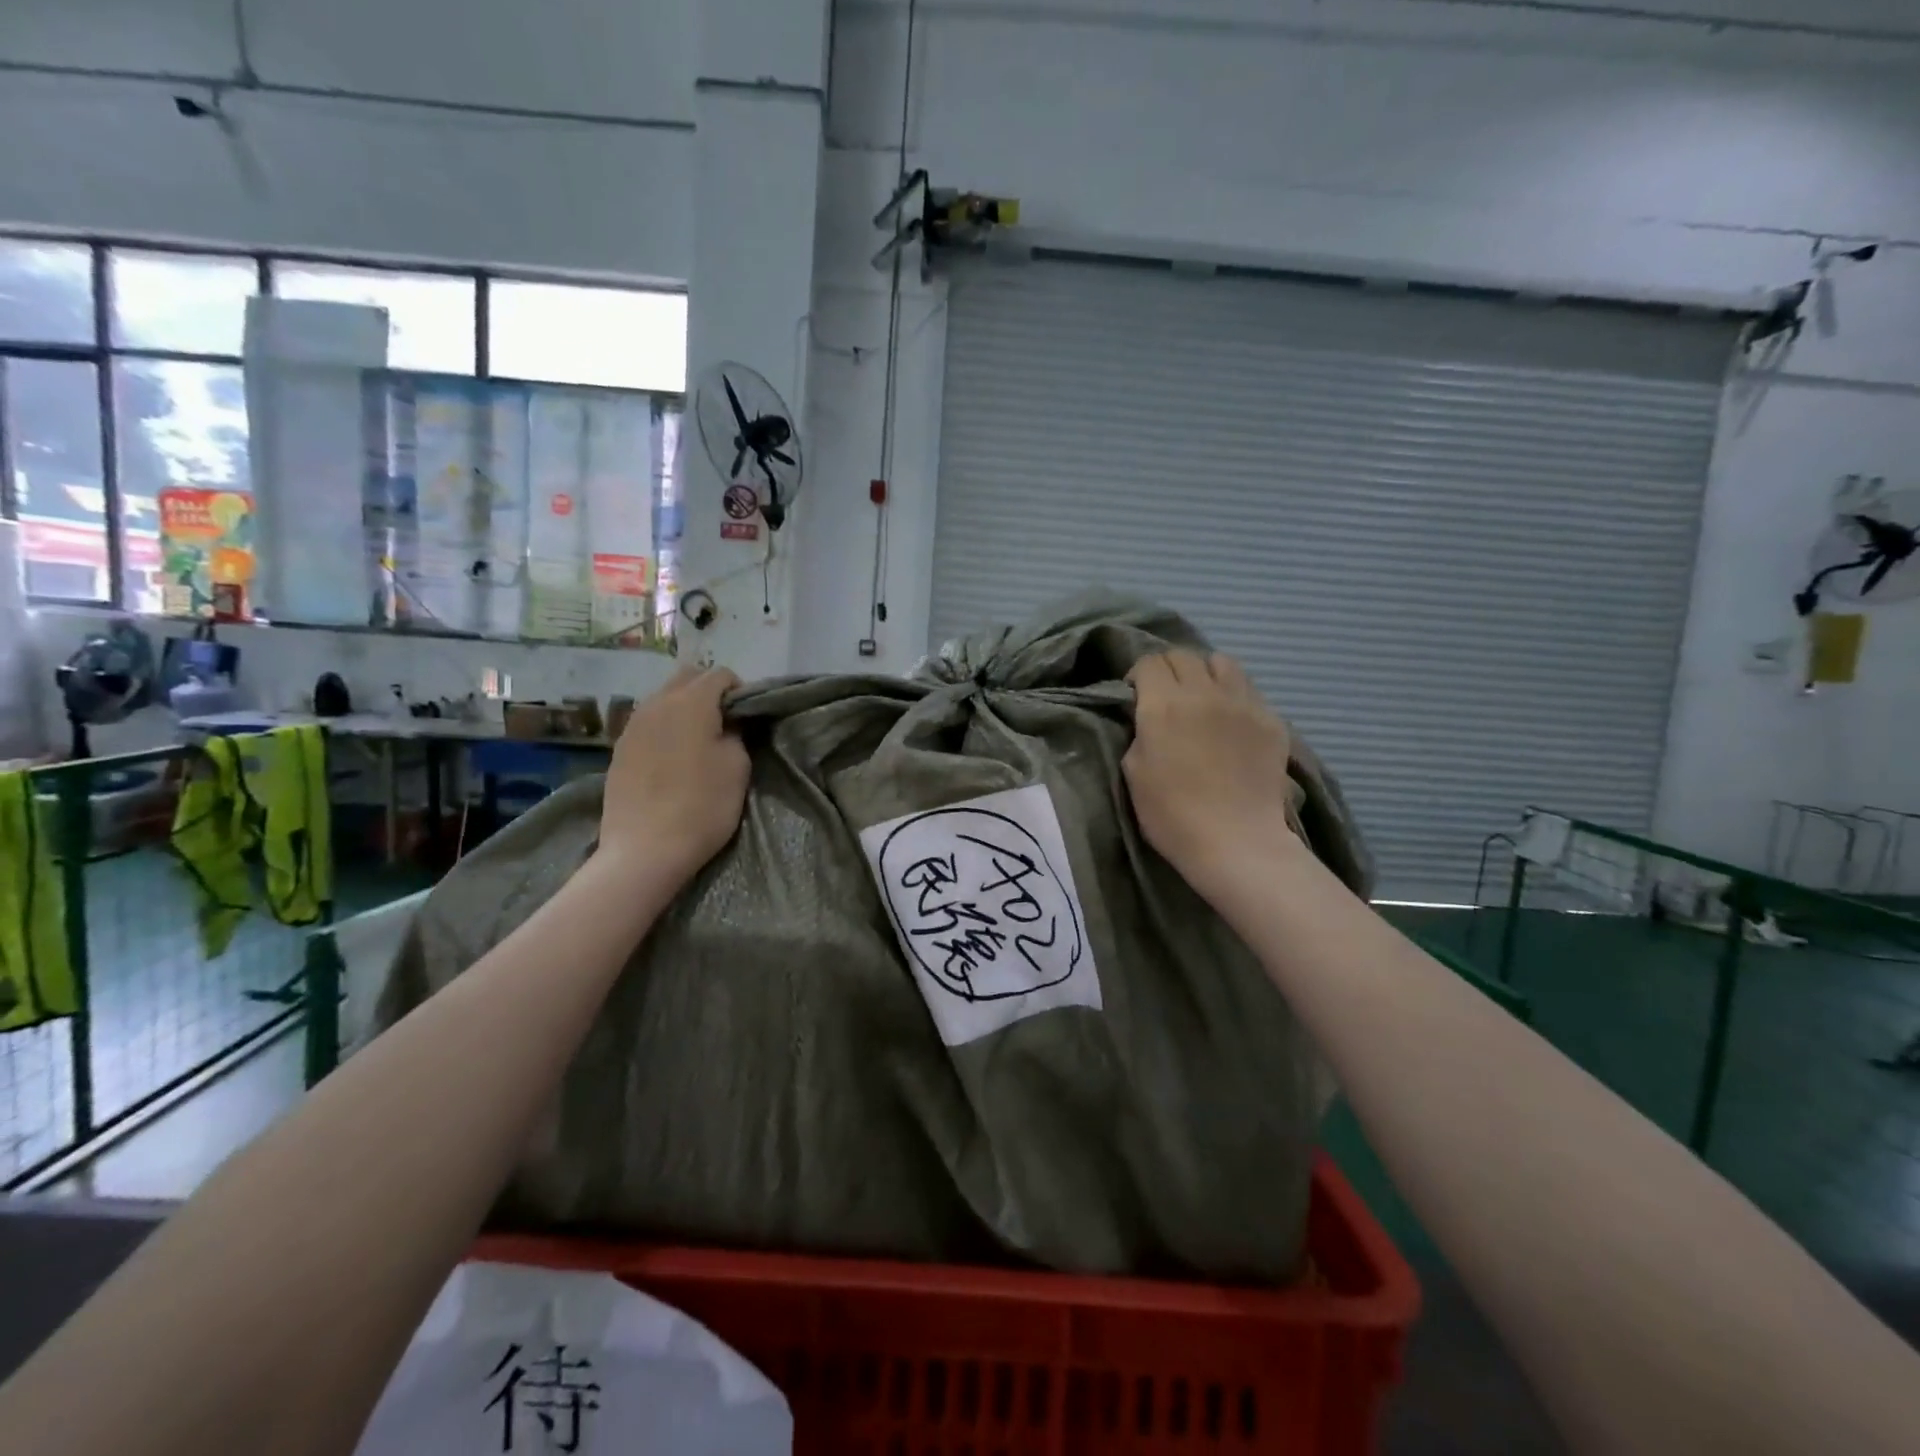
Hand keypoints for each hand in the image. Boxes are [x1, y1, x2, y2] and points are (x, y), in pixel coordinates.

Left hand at [601, 665, 749, 886]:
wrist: (645, 850)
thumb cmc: (703, 806)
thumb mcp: (738, 767)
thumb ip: (736, 733)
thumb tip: (726, 724)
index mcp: (691, 702)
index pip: (721, 674)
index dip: (740, 691)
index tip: (747, 719)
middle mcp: (657, 703)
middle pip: (687, 677)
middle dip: (709, 691)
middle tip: (724, 724)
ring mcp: (632, 725)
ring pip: (663, 698)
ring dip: (684, 708)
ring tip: (698, 741)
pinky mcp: (619, 748)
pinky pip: (648, 722)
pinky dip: (665, 728)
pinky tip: (672, 758)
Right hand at [1123, 650, 1299, 899]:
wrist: (1236, 842)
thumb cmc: (1171, 815)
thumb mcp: (1133, 772)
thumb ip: (1140, 732)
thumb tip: (1149, 718)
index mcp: (1164, 704)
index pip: (1150, 662)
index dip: (1139, 676)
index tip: (1136, 697)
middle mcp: (1204, 693)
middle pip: (1184, 656)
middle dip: (1169, 671)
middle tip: (1165, 697)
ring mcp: (1243, 703)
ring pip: (1222, 663)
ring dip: (1205, 674)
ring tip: (1202, 699)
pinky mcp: (1271, 720)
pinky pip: (1249, 690)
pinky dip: (1234, 696)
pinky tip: (1230, 723)